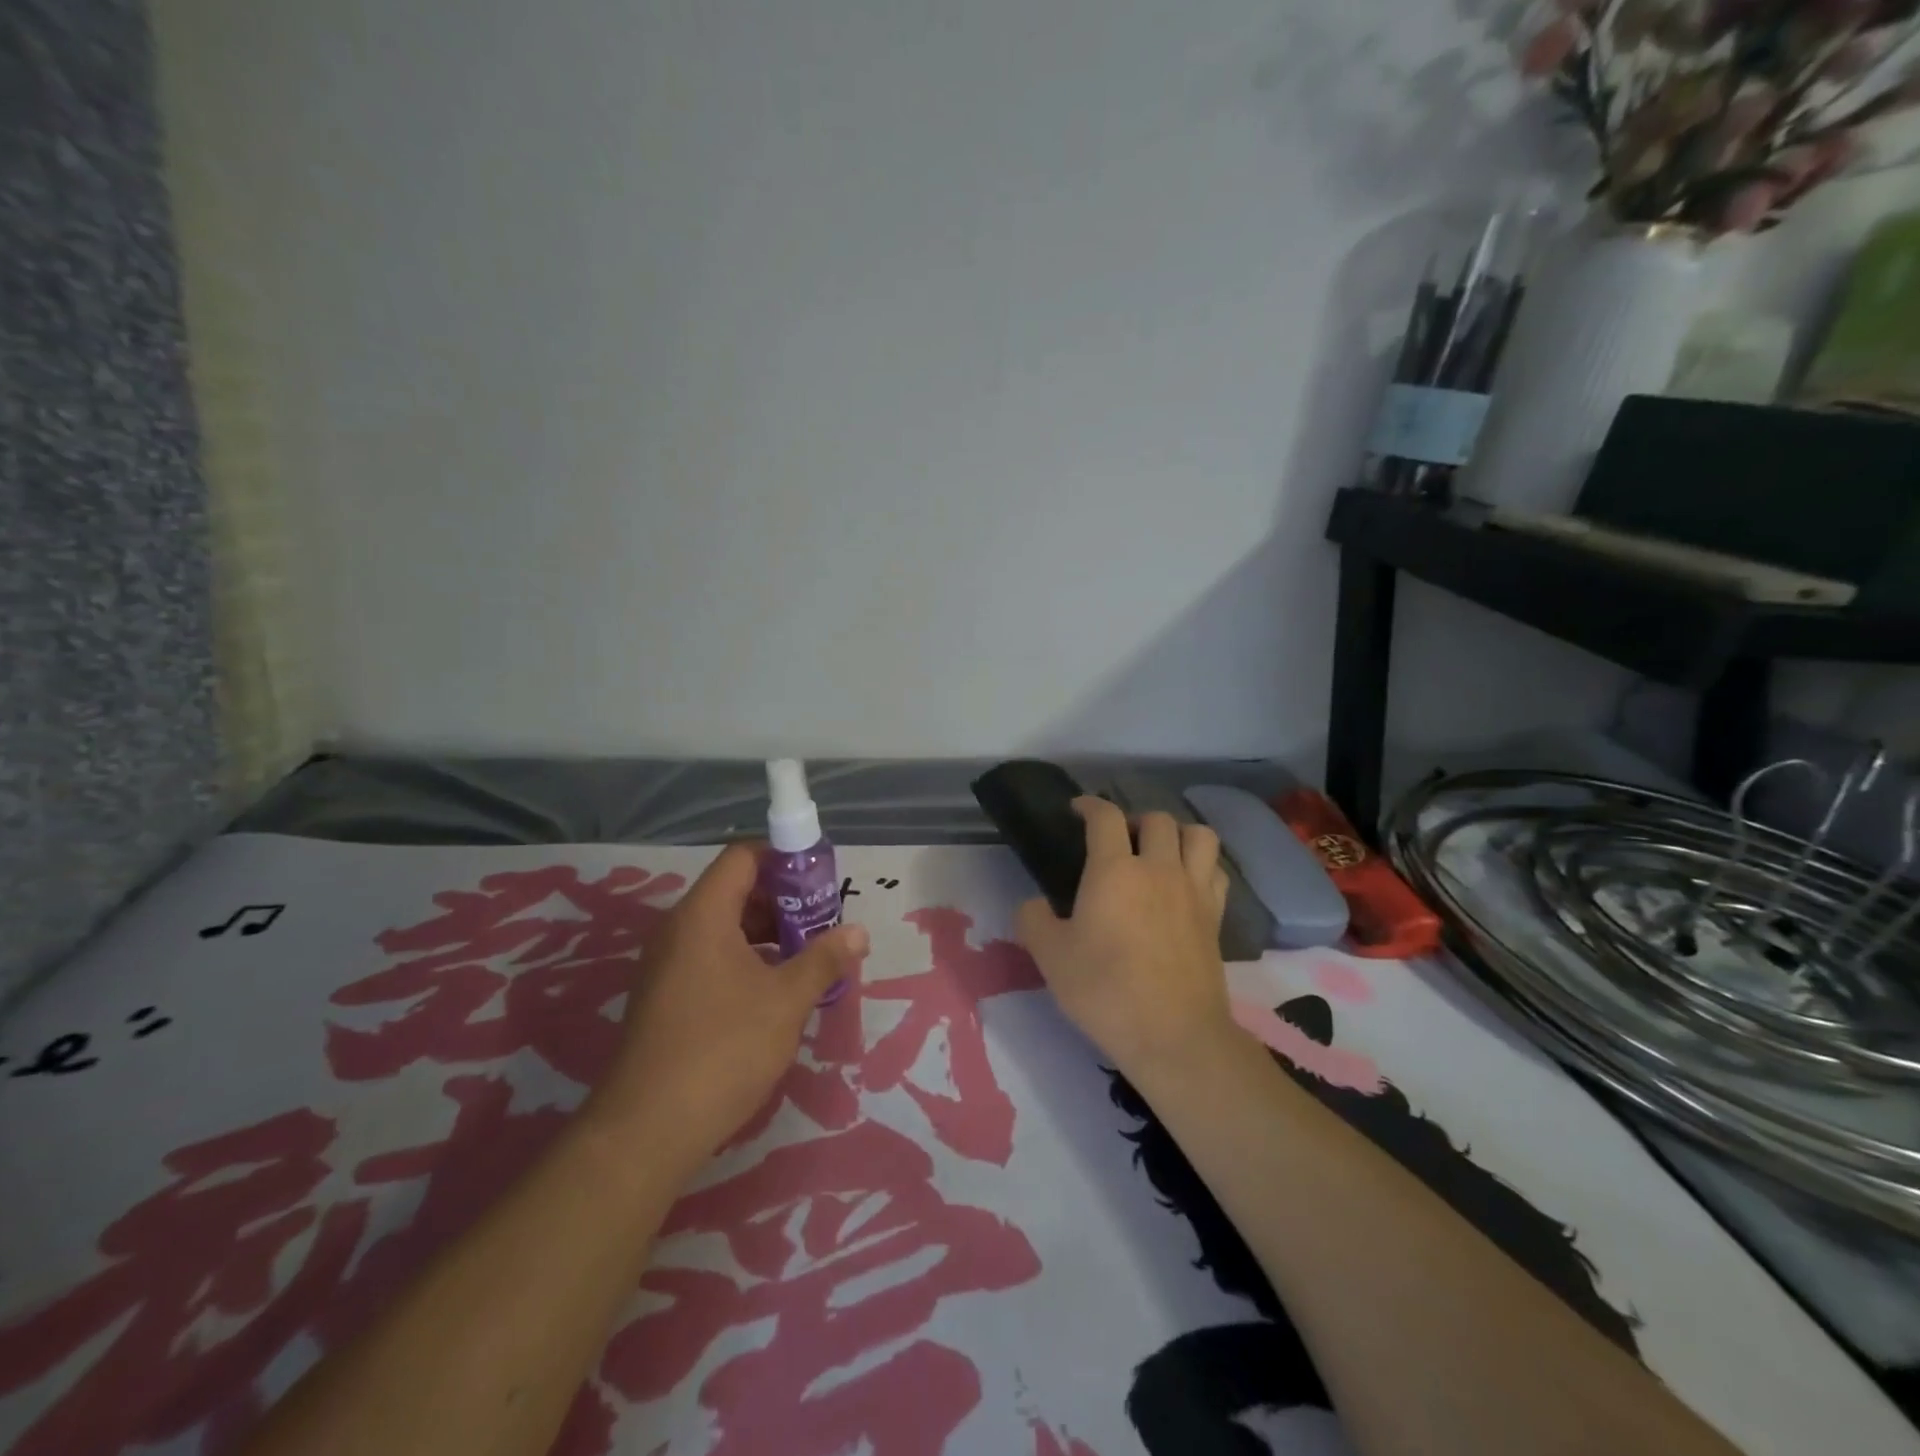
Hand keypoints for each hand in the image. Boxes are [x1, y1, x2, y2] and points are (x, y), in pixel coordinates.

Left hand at [585, 842, 869, 1170]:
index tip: (820, 878)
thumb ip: (824, 959)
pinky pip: (713, 955)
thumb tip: (859, 932)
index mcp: (704, 915)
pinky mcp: (668, 995)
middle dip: (784, 899)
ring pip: (726, 926)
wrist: (647, 1130)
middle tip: (824, 921)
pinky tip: (779, 988)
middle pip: (736, 889)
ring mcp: (669, 964)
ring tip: (810, 954)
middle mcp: (680, 929)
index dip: (783, 857)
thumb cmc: (723, 1049)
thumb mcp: (786, 1001)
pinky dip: (748, 958)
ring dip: (769, 932)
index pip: (743, 857)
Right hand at [1016, 797, 1234, 1081]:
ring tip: (1160, 852)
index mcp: (1115, 870)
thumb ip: (1033, 920)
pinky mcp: (1216, 917)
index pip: (1105, 817)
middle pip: (1157, 819)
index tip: (1077, 810)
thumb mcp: (1050, 957)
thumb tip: (1033, 905)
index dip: (1090, 805)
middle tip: (1119, 840)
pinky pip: (1216, 871)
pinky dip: (1202, 865)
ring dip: (1178, 834)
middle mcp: (1159, 868)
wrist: (1173, 1036)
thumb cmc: (1105, 991)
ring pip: (1199, 835)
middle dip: (1134, 820)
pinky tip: (1186, 882)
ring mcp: (1194, 891)